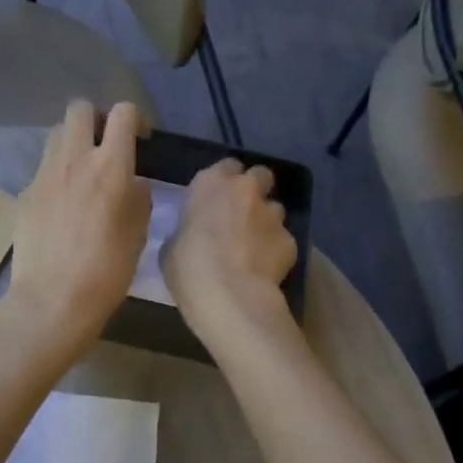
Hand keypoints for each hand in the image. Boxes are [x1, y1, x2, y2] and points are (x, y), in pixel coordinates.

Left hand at [4, 100, 150, 355]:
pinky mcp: (25, 193)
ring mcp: (44, 174)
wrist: (52, 300)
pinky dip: (57, 174)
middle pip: (79, 108)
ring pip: (57, 134)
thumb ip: (138, 197)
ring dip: (73, 142)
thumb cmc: (107, 271)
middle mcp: (75, 159)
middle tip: (106, 145)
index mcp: (110, 166)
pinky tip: (63, 205)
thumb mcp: (139, 233)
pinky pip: (44, 168)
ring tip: (83, 172)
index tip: (140, 140)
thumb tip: (133, 184)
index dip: (135, 118)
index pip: (123, 112)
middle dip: (96, 118)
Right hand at [161, 159, 296, 338]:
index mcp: (211, 183)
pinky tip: (265, 269)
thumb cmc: (188, 267)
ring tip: (255, 246)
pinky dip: (276, 250)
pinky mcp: (291, 240)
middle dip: (255, 190)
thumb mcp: (172, 246)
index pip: (227, 166)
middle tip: (242, 213)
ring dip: (266, 221)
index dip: (225, 181)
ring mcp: (272, 214)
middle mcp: (246, 190)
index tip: (218, 198)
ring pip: (275, 208)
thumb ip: (187, 230)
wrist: (229, 296)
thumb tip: (193, 236)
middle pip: (260, 175)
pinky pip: (283, 240)